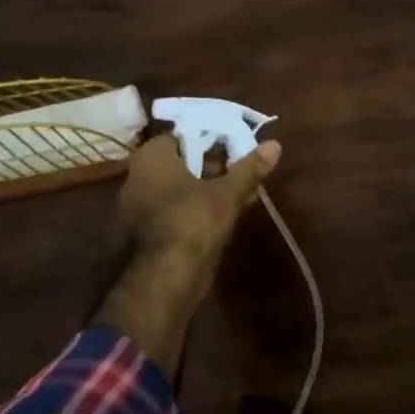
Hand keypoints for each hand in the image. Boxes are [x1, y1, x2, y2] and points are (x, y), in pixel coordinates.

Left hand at [95, 132, 281, 374]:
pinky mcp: (148, 231)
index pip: (185, 134)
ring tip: (245, 193)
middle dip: (217, 166)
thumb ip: (250, 167)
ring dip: (212, 188)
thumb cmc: (193, 220)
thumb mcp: (228, 191)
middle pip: (185, 161)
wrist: (166, 278)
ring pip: (183, 187)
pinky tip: (229, 214)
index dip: (215, 139)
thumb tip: (275, 144)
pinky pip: (178, 208)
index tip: (239, 147)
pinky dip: (200, 208)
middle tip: (245, 171)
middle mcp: (139, 176)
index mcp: (152, 157)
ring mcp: (140, 206)